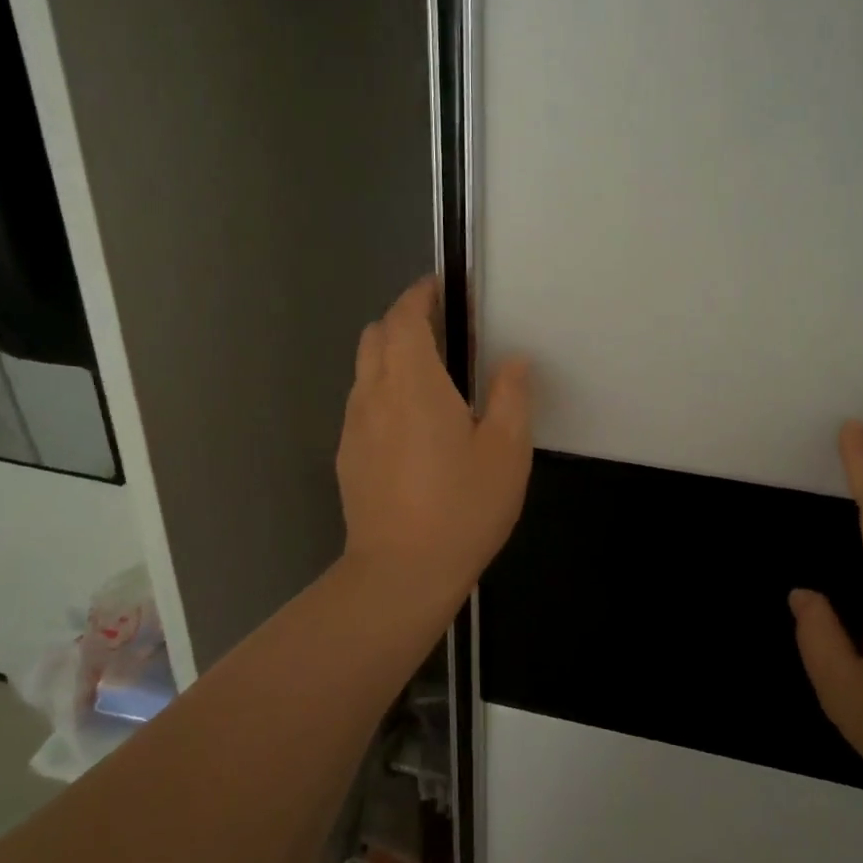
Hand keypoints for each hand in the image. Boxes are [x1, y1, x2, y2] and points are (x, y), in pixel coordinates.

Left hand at [336, 277, 533, 610]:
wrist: (401, 573)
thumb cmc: (462, 508)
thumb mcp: (507, 452)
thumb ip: (512, 396)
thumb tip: (514, 361)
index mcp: (414, 383)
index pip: (404, 318)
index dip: (418, 296)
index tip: (438, 289)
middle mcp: (374, 394)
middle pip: (375, 336)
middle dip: (402, 321)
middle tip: (440, 331)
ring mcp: (354, 426)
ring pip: (364, 370)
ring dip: (390, 357)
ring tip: (428, 379)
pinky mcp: (347, 456)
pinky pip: (361, 404)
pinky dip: (382, 392)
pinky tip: (410, 426)